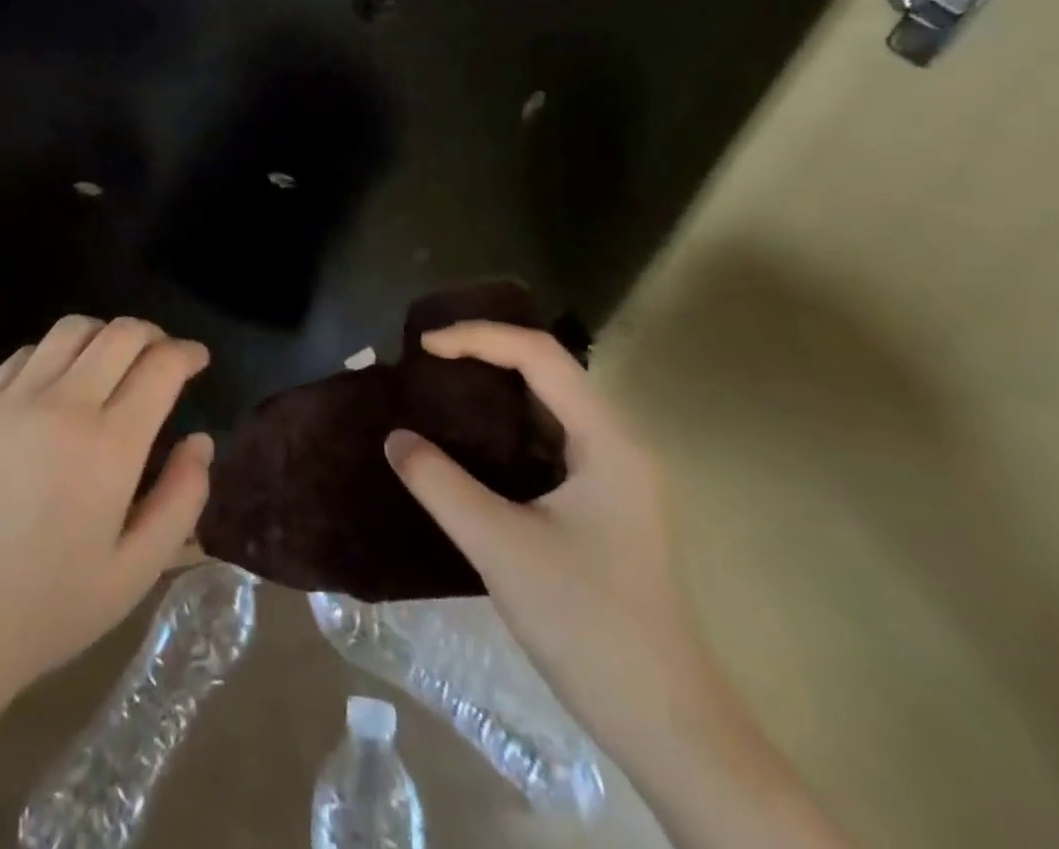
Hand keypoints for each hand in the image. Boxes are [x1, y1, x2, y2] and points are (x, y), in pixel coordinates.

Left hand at [0, 316, 213, 706]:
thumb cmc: (48, 608)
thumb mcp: (136, 572)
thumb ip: (181, 500)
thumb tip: (200, 441)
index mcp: (110, 445)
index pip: (160, 366)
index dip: (187, 353)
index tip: (198, 359)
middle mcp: (65, 405)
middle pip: (120, 334)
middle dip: (154, 335)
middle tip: (164, 356)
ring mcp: (15, 400)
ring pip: (72, 330)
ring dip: (105, 335)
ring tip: (115, 361)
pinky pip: (27, 353)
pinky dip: (57, 351)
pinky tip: (61, 380)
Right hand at [384, 323, 705, 753]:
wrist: (663, 721)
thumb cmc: (586, 622)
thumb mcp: (499, 546)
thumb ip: (439, 484)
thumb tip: (395, 438)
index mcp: (606, 441)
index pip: (540, 355)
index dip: (478, 337)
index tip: (424, 347)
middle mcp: (616, 444)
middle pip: (549, 369)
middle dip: (487, 351)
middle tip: (428, 358)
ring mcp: (613, 475)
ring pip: (550, 404)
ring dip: (496, 386)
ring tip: (441, 386)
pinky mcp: (602, 504)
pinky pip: (549, 439)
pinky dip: (506, 424)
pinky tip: (470, 442)